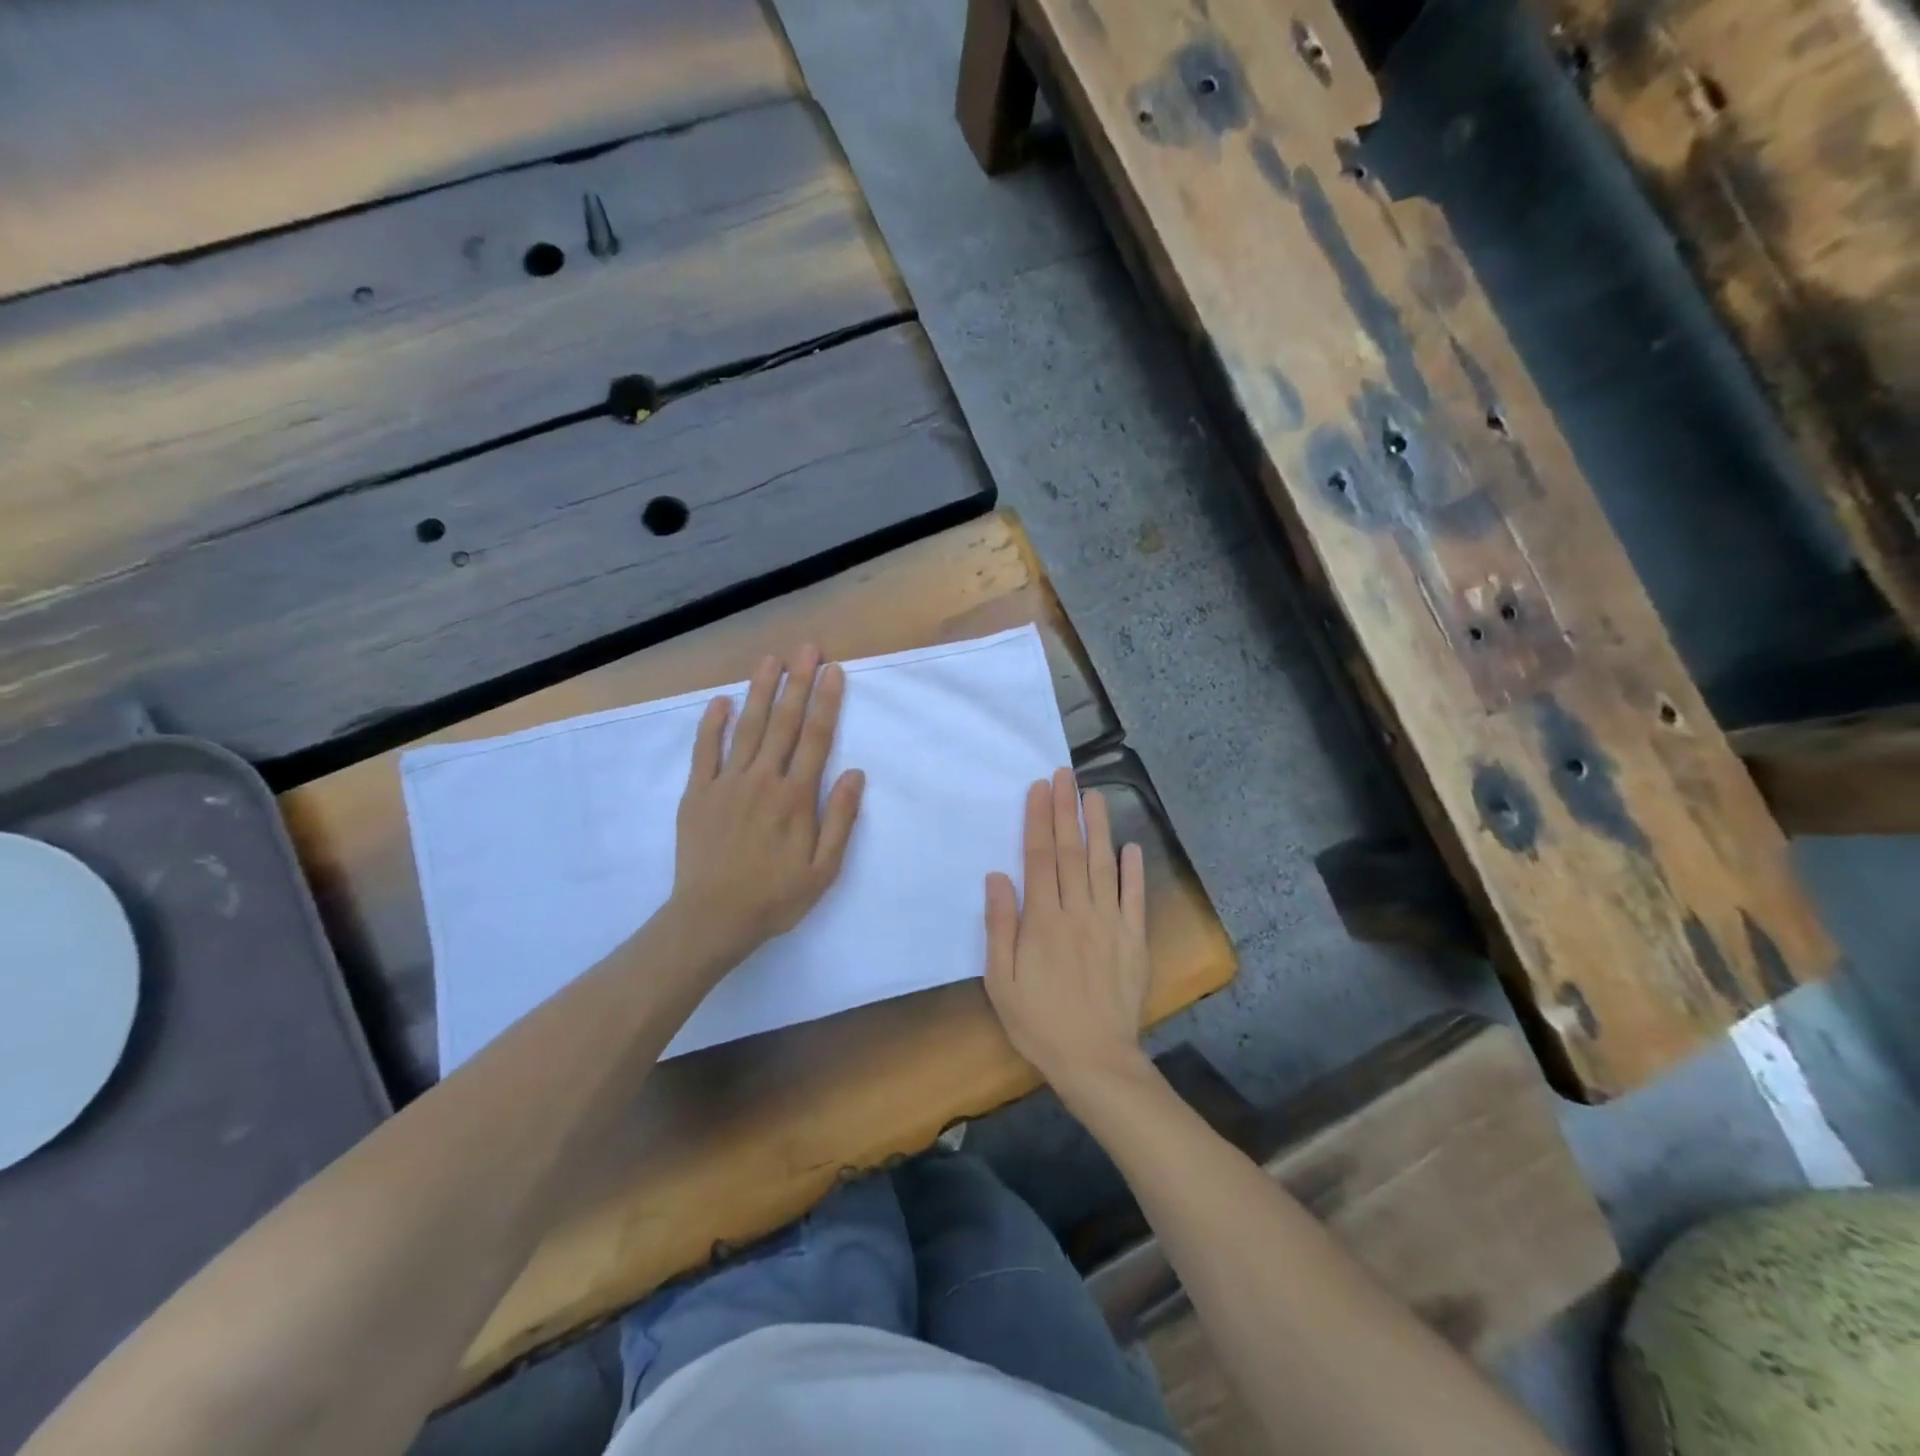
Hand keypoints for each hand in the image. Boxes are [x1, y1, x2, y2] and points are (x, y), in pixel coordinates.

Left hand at [671, 646, 864, 967]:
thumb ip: (840, 819)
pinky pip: (706, 751)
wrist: (712, 918)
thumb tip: (855, 773)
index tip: (834, 670)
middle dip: (798, 683)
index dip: (827, 702)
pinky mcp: (699, 794)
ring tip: (770, 660)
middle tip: (807, 648)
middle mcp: (763, 780)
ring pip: (748, 728)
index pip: (816, 738)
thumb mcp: (823, 869)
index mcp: (796, 797)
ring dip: (761, 691)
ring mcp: (727, 783)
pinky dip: (712, 724)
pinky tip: (721, 700)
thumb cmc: (775, 897)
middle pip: (784, 723)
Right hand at [984, 768, 1151, 1097]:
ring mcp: (1110, 923)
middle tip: (1065, 774)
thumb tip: (997, 877)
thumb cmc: (1039, 1022)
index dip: (1038, 820)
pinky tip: (1131, 847)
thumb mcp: (1002, 981)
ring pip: (1104, 865)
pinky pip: (1134, 898)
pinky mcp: (1134, 939)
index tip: (1039, 788)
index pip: (1040, 858)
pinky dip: (1134, 871)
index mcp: (1043, 920)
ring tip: (1094, 795)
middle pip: (1071, 852)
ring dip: (1098, 828)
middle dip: (1065, 810)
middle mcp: (1078, 912)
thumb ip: (1000, 927)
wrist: (1095, 1060)